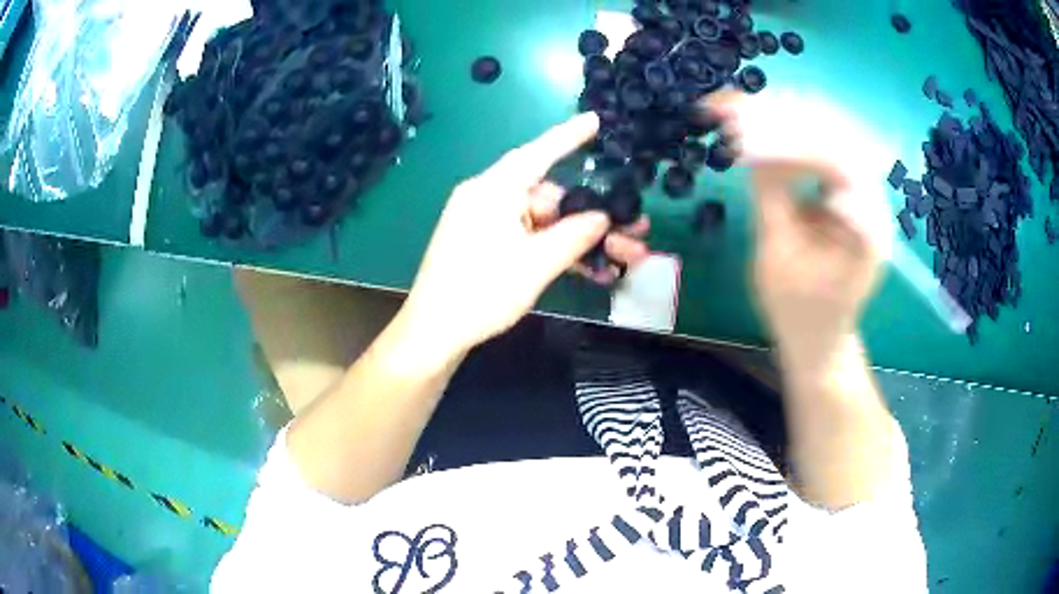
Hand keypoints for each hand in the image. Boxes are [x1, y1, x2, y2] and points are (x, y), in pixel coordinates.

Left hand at [400, 113, 649, 354]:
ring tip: (619, 257)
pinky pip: (526, 236)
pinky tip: (586, 267)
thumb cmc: (481, 293)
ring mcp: (483, 222)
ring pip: (541, 220)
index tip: (595, 120)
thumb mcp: (535, 265)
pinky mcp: (483, 244)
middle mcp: (486, 198)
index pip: (537, 154)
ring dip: (577, 237)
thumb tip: (603, 217)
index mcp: (492, 191)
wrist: (434, 333)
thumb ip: (574, 236)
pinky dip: (553, 248)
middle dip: (589, 214)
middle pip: (547, 195)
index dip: (568, 136)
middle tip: (631, 230)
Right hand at [703, 90, 893, 361]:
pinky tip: (763, 127)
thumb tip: (748, 138)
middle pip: (834, 134)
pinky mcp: (849, 191)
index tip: (738, 123)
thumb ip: (769, 193)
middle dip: (782, 116)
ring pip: (829, 133)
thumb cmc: (798, 310)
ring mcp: (863, 193)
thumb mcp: (777, 256)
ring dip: (785, 117)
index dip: (785, 135)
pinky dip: (791, 133)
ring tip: (740, 110)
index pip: (832, 159)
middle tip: (732, 105)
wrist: (819, 337)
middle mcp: (873, 200)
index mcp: (866, 226)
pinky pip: (823, 146)